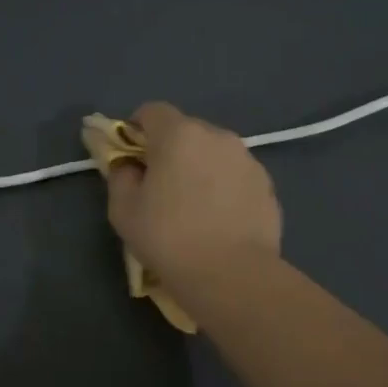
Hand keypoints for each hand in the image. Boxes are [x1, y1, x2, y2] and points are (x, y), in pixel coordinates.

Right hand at [103, 102, 281, 293]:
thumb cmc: (168, 237)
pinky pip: (235, 175)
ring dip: (199, 167)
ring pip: (213, 153)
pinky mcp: (267, 185)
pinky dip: (223, 187)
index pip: (152, 111)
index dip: (136, 129)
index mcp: (178, 135)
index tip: (131, 158)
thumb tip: (129, 167)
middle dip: (170, 149)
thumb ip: (120, 177)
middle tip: (160, 186)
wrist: (232, 275)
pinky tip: (218, 219)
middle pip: (185, 130)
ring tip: (193, 206)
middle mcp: (217, 136)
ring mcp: (247, 159)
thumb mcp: (123, 210)